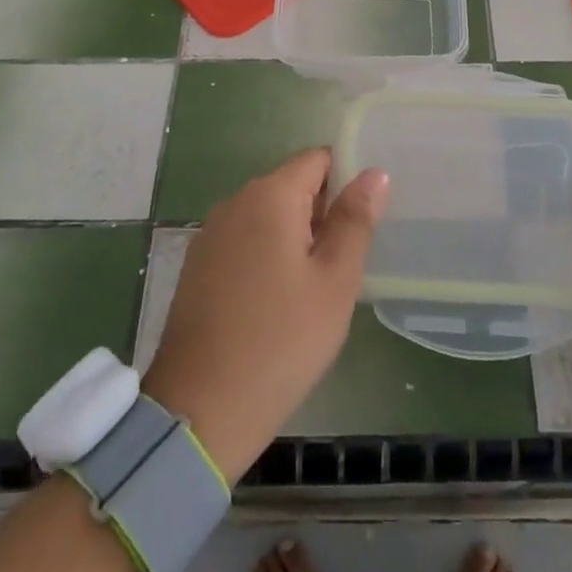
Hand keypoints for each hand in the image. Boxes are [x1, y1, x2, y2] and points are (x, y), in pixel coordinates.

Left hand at [142, 149, 388, 482]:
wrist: (199, 411)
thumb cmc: (281, 342)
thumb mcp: (335, 282)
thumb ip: (355, 221)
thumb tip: (374, 172)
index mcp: (270, 195)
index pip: (318, 159)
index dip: (346, 180)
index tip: (362, 221)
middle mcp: (235, 201)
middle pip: (292, 185)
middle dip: (322, 213)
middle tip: (344, 264)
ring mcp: (211, 234)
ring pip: (268, 216)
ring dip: (295, 237)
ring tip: (315, 287)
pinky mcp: (198, 265)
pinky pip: (245, 241)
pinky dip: (267, 256)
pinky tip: (278, 301)